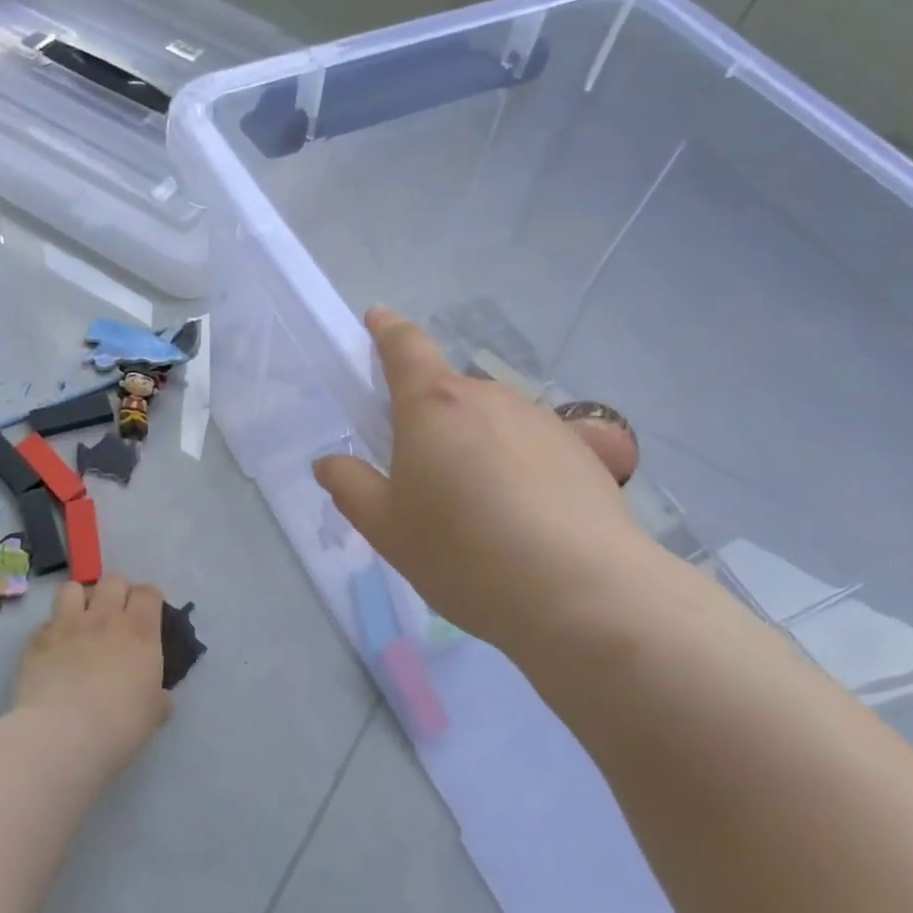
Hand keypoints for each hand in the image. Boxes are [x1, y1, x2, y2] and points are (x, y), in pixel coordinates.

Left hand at [13, 575, 171, 773]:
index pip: (148, 592)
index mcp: (140, 631)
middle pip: (113, 580)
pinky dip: (51, 632)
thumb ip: (157, 696)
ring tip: (79, 621)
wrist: (62, 735)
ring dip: (78, 600)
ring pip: (73, 588)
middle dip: (116, 592)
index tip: (146, 616)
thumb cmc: (119, 725)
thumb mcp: (153, 714)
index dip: (148, 600)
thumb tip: (158, 696)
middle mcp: (105, 618)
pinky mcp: (37, 640)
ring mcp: (68, 625)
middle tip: (115, 617)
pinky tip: (53, 652)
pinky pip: (45, 622)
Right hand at [313, 307, 666, 661]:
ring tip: (475, 510)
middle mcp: (489, 397)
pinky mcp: (582, 451)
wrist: (582, 593)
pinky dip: (514, 467)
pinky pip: (529, 446)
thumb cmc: (463, 554)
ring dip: (472, 445)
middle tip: (419, 476)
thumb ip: (351, 487)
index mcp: (433, 404)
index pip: (405, 345)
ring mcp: (540, 420)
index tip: (376, 319)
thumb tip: (330, 463)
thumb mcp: (387, 529)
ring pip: (490, 421)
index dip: (386, 329)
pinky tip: (521, 521)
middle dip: (427, 418)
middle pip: (447, 392)